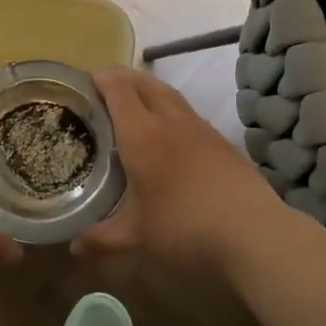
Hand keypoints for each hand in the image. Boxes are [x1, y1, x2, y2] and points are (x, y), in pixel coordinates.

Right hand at [75, 65, 294, 269]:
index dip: (101, 78)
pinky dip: (170, 108)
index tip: (85, 78)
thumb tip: (72, 248)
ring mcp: (200, 129)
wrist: (253, 233)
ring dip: (148, 88)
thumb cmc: (185, 229)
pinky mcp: (221, 141)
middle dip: (123, 77)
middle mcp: (170, 122)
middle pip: (144, 83)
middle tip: (105, 83)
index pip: (119, 91)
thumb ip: (102, 239)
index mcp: (142, 135)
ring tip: (135, 99)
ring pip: (169, 94)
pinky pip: (188, 112)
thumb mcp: (137, 237)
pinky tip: (170, 129)